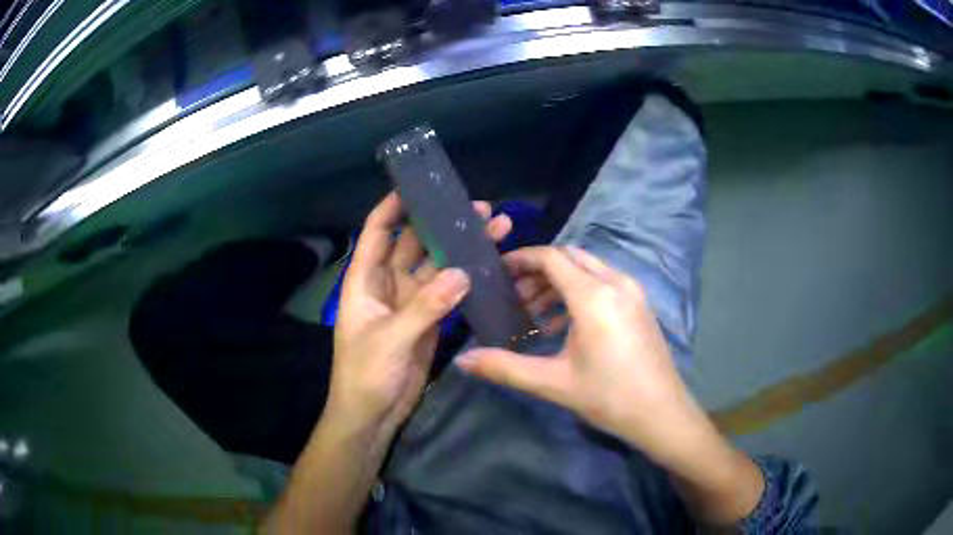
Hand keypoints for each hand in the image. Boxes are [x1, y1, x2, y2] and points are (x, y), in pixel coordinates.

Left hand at [329, 192, 511, 434]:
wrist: (372, 414)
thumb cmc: (365, 374)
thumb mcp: (390, 339)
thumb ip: (425, 307)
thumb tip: (463, 273)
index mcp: (365, 280)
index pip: (377, 232)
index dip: (394, 207)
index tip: (419, 186)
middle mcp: (388, 285)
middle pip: (415, 244)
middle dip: (441, 225)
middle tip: (478, 208)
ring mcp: (411, 302)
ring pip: (437, 267)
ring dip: (461, 250)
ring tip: (494, 228)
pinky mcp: (430, 321)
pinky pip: (449, 293)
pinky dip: (466, 280)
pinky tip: (489, 266)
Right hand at [456, 246, 706, 463]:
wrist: (662, 413)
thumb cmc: (608, 397)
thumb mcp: (553, 383)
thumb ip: (504, 367)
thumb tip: (462, 361)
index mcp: (594, 296)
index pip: (551, 258)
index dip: (522, 259)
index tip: (498, 271)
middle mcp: (616, 283)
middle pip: (570, 258)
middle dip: (538, 271)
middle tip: (514, 296)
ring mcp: (632, 292)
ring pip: (588, 269)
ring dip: (559, 283)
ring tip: (535, 314)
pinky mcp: (640, 304)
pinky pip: (604, 283)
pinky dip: (579, 292)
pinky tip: (564, 325)